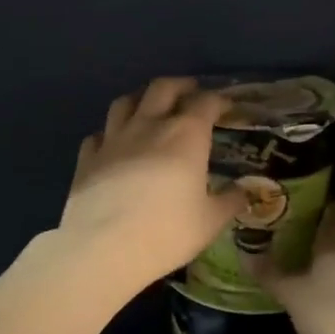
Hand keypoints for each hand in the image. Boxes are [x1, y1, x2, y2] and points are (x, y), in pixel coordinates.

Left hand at [59, 77, 242, 290]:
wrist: (104, 247)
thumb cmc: (167, 233)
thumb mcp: (210, 221)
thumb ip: (230, 201)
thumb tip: (246, 191)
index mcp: (185, 135)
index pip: (206, 102)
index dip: (218, 100)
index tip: (226, 106)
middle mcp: (148, 125)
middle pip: (162, 88)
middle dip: (180, 86)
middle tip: (190, 92)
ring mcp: (113, 139)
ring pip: (124, 102)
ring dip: (140, 99)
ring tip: (149, 108)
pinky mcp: (87, 158)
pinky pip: (98, 134)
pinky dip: (109, 133)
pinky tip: (113, 144)